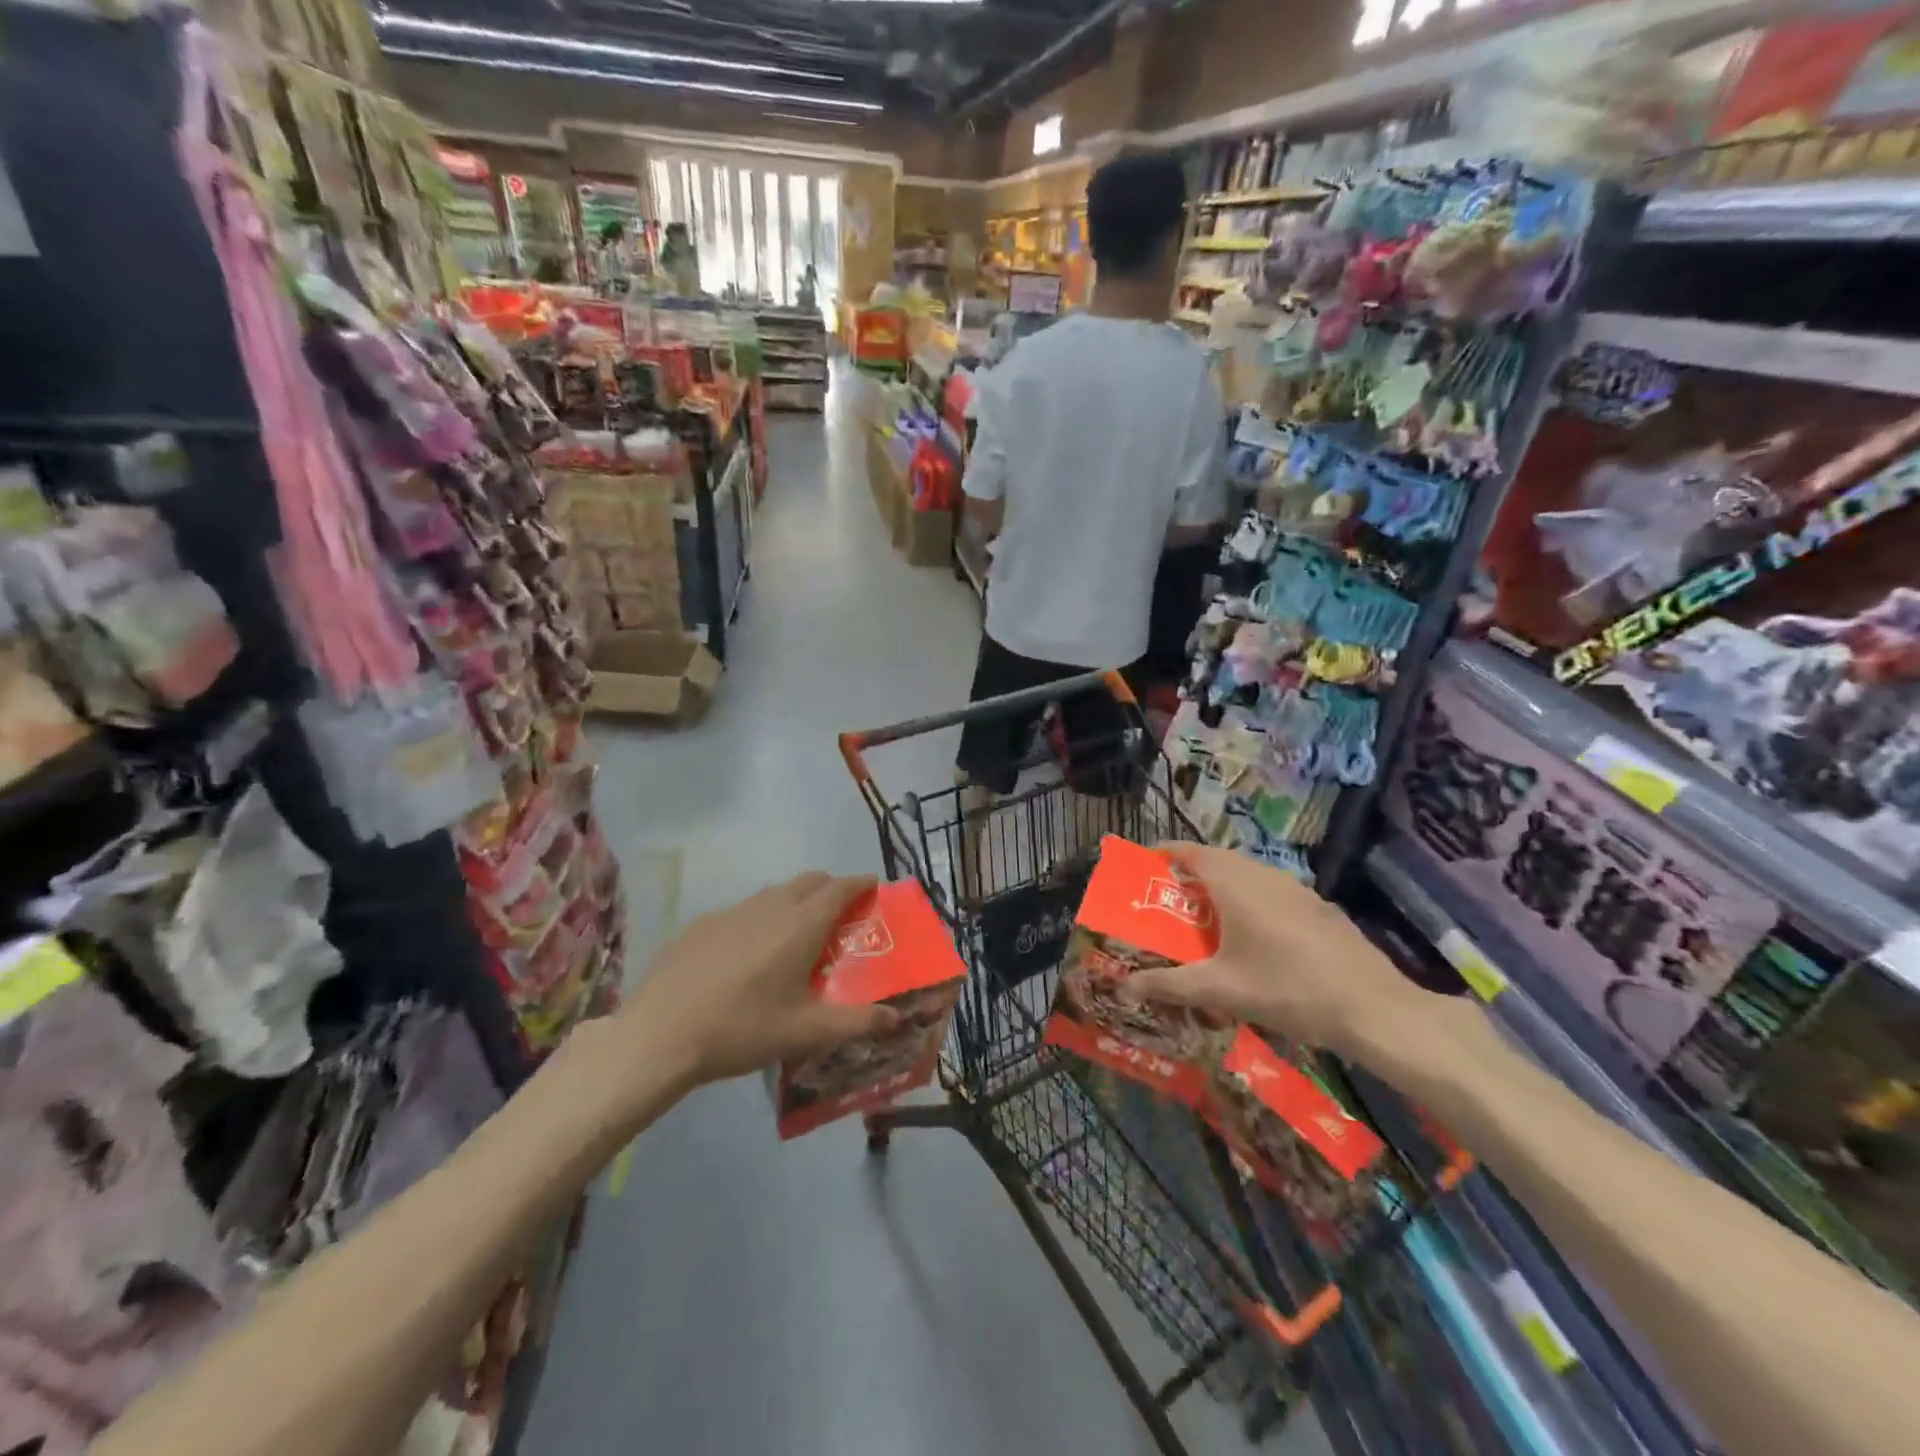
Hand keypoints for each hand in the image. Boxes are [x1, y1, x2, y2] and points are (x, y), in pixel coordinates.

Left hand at [618, 873, 898, 1089]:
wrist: (659, 1035)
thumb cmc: (742, 1029)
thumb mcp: (806, 1033)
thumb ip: (856, 1023)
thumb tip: (896, 1018)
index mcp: (801, 925)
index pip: (840, 888)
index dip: (860, 883)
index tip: (873, 886)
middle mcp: (770, 907)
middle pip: (809, 881)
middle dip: (830, 888)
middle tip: (841, 913)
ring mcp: (731, 912)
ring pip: (774, 893)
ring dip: (795, 900)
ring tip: (797, 932)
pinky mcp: (701, 924)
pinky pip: (743, 910)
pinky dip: (760, 918)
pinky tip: (748, 953)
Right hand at [1125, 843, 1430, 1058]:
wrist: (1373, 1008)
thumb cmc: (1287, 989)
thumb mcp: (1221, 990)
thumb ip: (1170, 984)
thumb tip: (1125, 986)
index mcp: (1235, 884)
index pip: (1190, 851)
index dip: (1165, 853)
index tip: (1144, 864)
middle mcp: (1264, 875)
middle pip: (1218, 861)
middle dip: (1191, 874)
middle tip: (1170, 899)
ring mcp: (1297, 890)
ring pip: (1249, 876)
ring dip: (1223, 888)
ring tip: (1206, 918)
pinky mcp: (1319, 908)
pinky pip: (1273, 893)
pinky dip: (1252, 902)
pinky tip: (1255, 939)